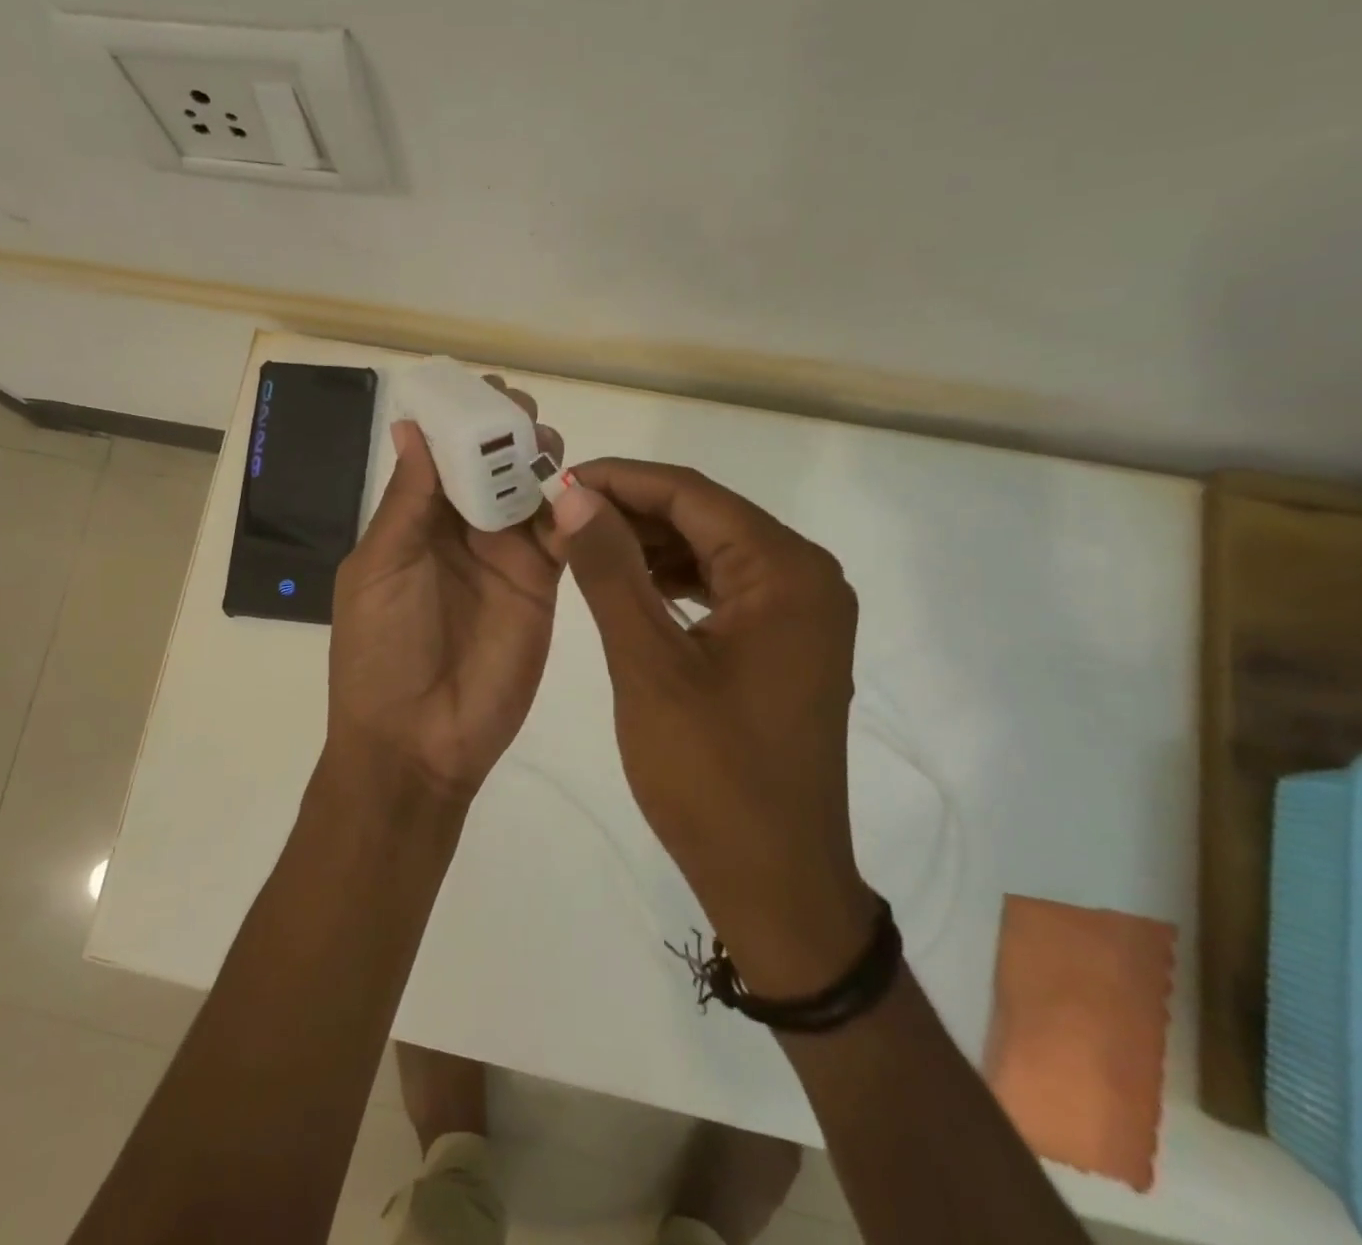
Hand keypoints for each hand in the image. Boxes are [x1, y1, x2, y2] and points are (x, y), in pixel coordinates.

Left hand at [327, 382, 562, 799]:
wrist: (418, 740)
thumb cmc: (381, 651)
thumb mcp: (380, 567)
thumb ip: (407, 499)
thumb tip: (412, 426)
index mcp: (415, 521)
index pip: (443, 456)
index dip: (461, 422)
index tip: (483, 392)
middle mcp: (462, 531)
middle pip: (491, 467)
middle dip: (507, 435)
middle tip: (524, 415)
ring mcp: (505, 556)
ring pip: (530, 492)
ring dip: (540, 463)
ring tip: (547, 446)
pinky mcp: (542, 584)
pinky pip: (562, 535)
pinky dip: (572, 509)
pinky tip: (580, 489)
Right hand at [541, 460, 874, 995]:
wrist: (774, 881)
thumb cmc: (710, 774)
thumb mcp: (649, 665)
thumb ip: (611, 571)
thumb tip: (575, 497)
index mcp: (785, 572)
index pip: (692, 494)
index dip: (620, 480)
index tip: (556, 481)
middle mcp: (805, 578)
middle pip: (705, 517)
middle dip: (630, 512)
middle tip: (558, 516)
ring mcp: (800, 613)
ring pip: (711, 551)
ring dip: (648, 545)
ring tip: (580, 546)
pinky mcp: (785, 644)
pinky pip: (722, 589)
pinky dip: (672, 581)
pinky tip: (625, 585)